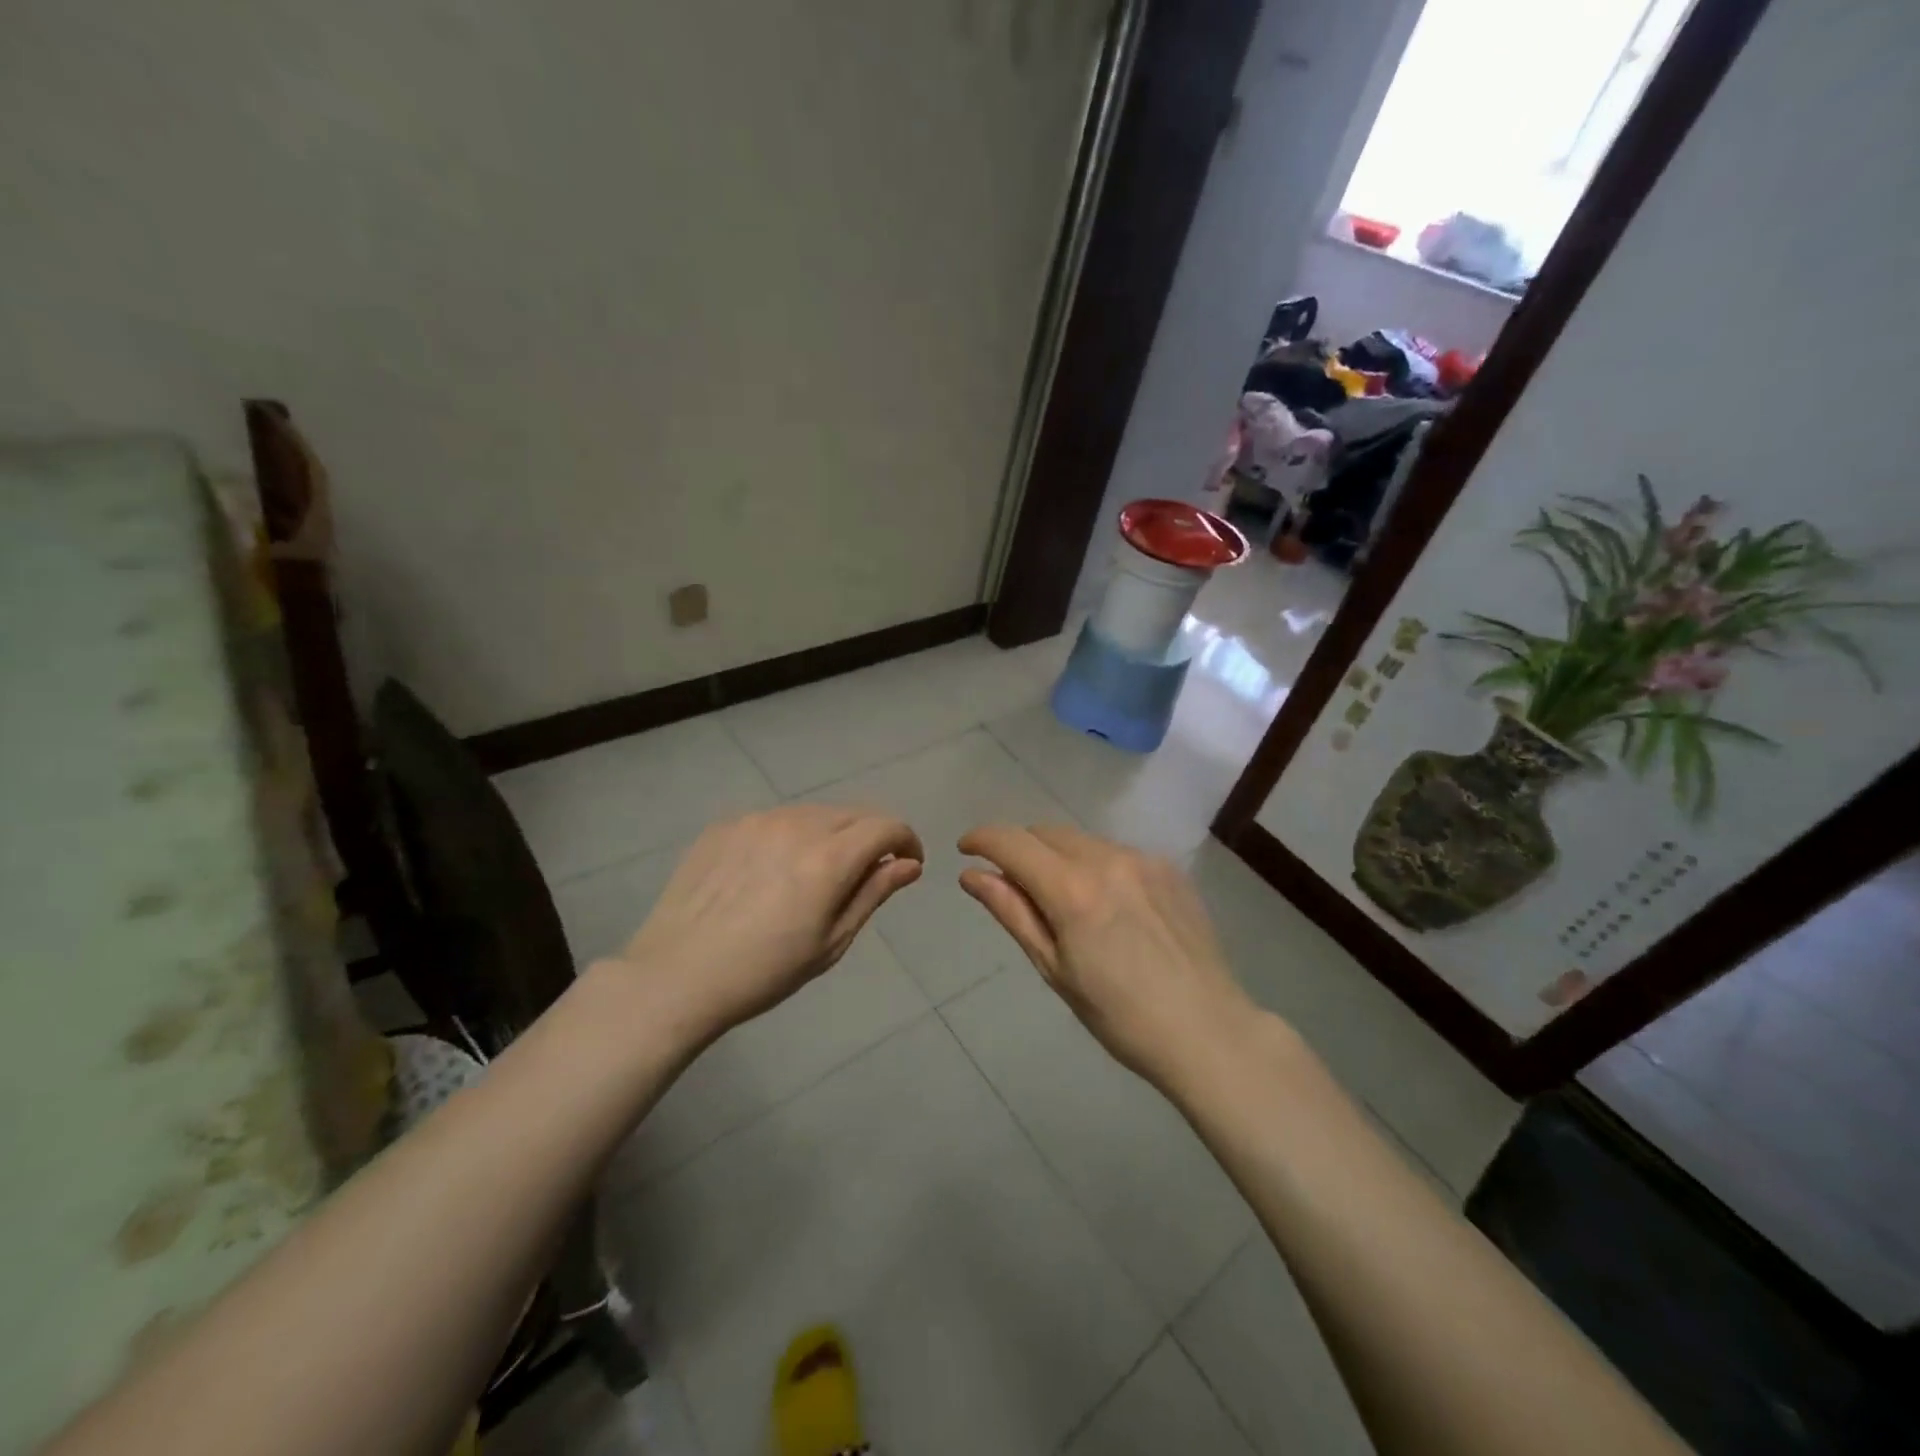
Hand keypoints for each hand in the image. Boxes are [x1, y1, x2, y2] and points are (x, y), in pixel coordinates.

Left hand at [613, 806, 922, 1041]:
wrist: (676, 976)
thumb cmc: (764, 972)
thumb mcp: (831, 942)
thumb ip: (873, 893)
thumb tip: (909, 864)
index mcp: (828, 859)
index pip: (886, 826)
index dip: (906, 840)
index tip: (908, 863)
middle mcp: (796, 825)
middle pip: (852, 813)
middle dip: (871, 836)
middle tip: (865, 872)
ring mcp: (757, 820)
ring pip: (813, 813)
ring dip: (830, 833)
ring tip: (814, 873)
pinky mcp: (726, 825)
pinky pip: (774, 820)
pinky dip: (789, 836)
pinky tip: (770, 872)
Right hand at [958, 823, 1255, 1092]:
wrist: (1207, 1030)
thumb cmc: (1120, 1015)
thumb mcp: (1054, 969)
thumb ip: (1012, 912)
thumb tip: (972, 875)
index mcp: (1073, 890)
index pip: (1013, 842)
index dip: (982, 839)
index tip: (966, 849)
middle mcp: (1107, 859)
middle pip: (1046, 832)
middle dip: (1021, 849)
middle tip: (1015, 886)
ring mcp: (1143, 859)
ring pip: (1082, 840)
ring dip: (1059, 856)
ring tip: (1066, 902)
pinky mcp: (1169, 868)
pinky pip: (1116, 852)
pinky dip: (1096, 866)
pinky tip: (1109, 906)